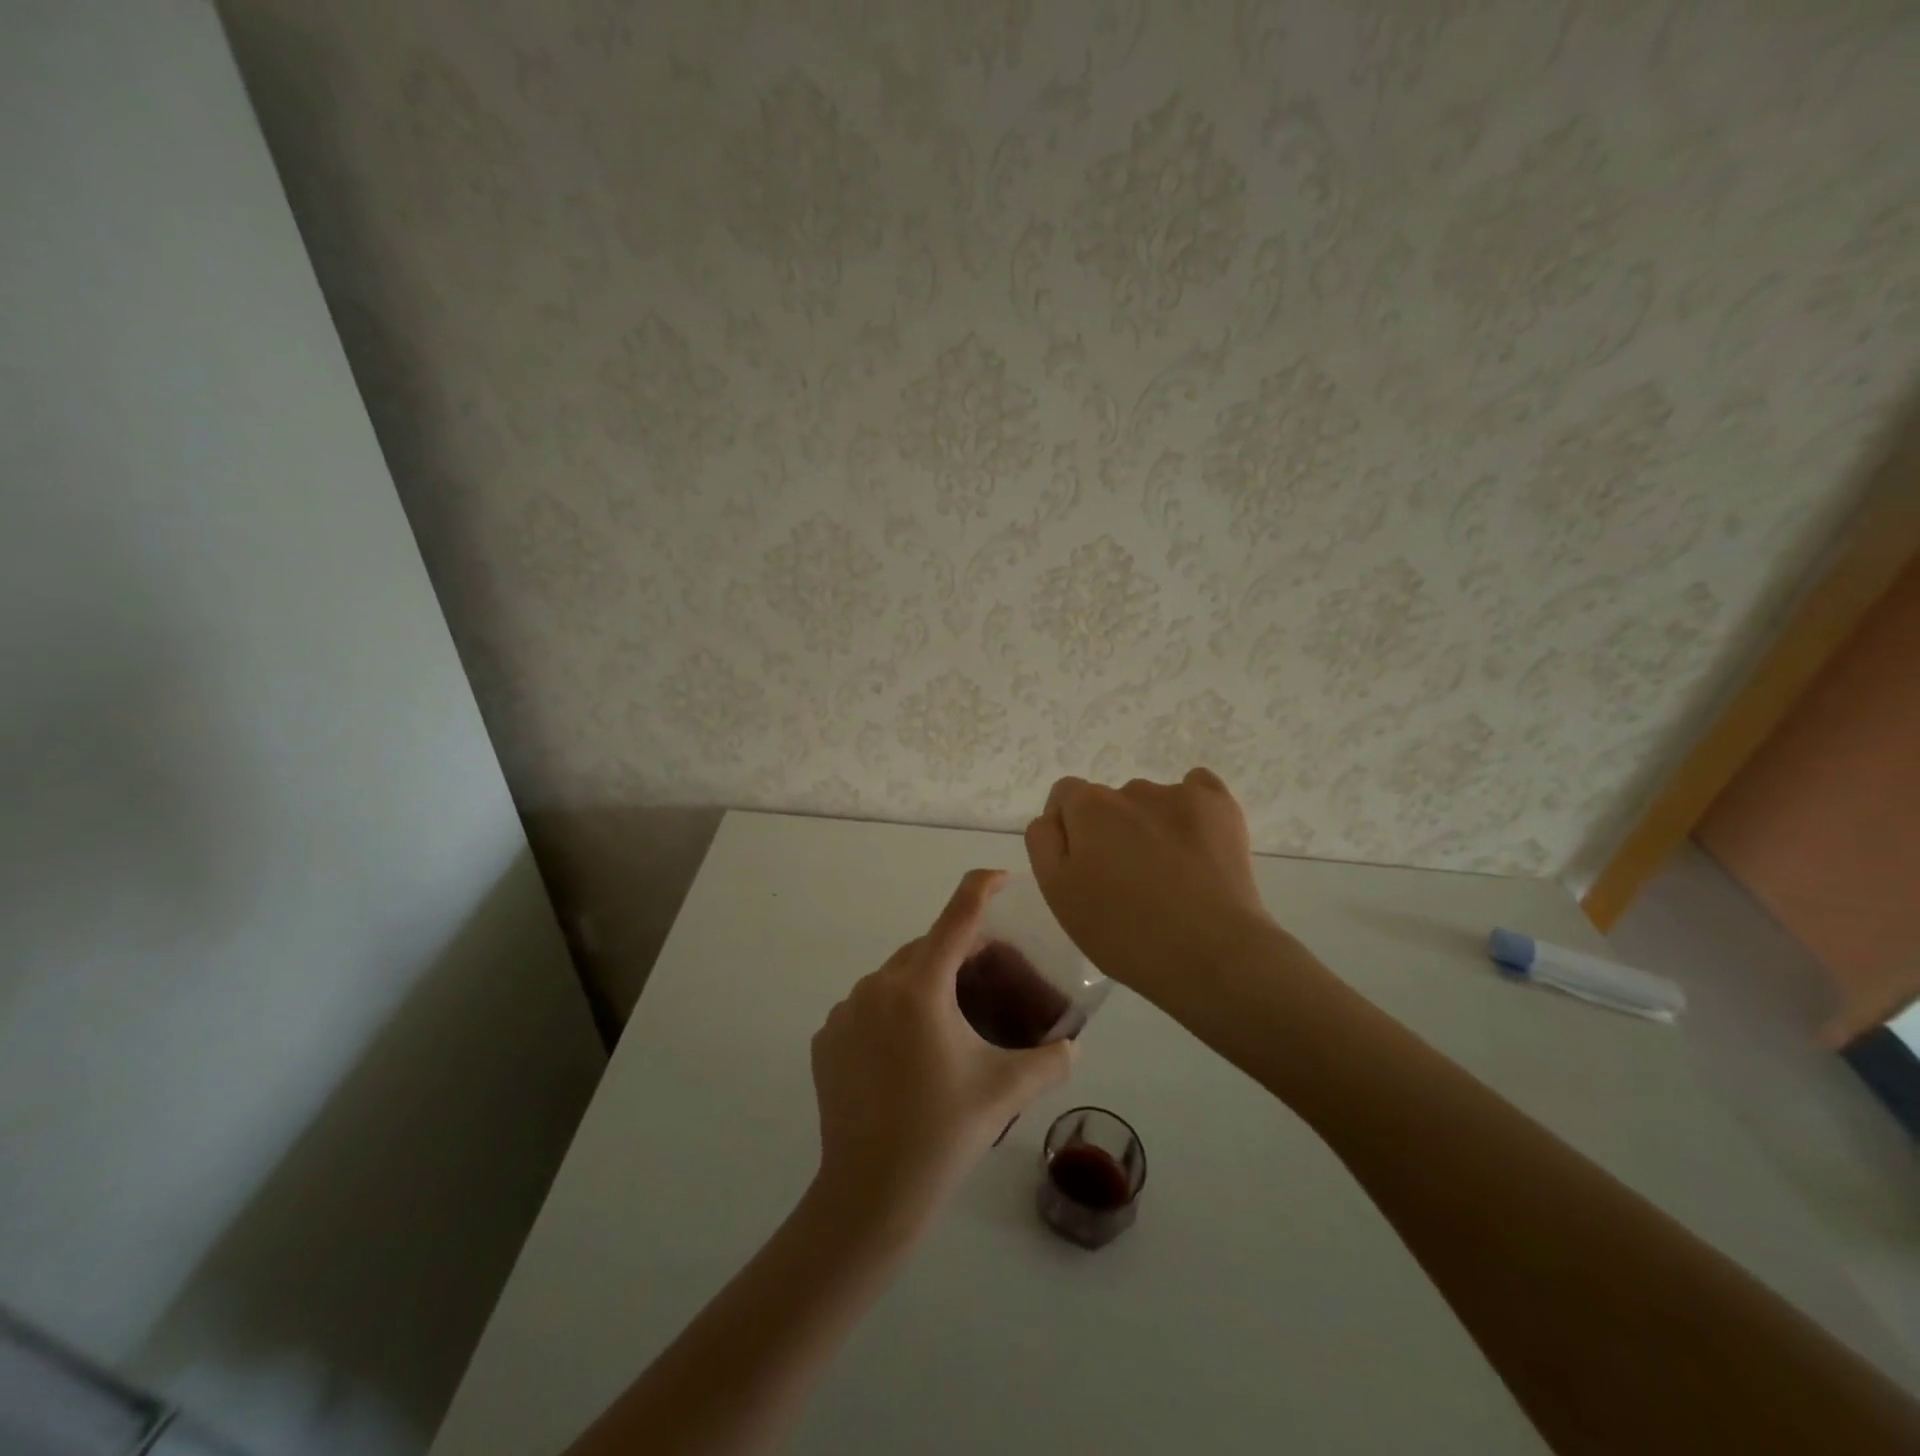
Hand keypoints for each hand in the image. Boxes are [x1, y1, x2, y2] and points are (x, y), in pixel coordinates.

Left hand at [809, 869, 1075, 1228]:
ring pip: (897, 977)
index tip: (1003, 877)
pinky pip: (869, 1006)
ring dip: (926, 985)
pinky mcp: (827, 1037)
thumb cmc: (942, 1135)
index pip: (957, 916)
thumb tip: (1073, 1044)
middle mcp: (877, 985)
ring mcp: (845, 1010)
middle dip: (961, 954)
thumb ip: (1051, 1059)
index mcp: (920, 988)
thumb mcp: (1006, 1091)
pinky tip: (908, 1054)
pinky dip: (893, 1012)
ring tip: (951, 1026)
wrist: (869, 1195)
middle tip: (990, 982)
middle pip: (928, 949)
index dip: (982, 888)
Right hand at [1024, 768, 1278, 995]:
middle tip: (1126, 883)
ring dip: (1149, 827)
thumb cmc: (1123, 932)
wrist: (1212, 953)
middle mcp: (1131, 789)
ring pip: (1151, 803)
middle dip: (1111, 831)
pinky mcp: (1220, 806)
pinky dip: (1191, 811)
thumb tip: (1054, 817)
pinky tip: (1197, 845)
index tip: (1083, 868)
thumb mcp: (1057, 894)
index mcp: (1088, 808)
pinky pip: (1197, 789)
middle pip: (1109, 803)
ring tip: (1169, 877)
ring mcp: (1180, 795)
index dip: (1069, 829)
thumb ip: (1044, 842)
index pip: (1065, 795)